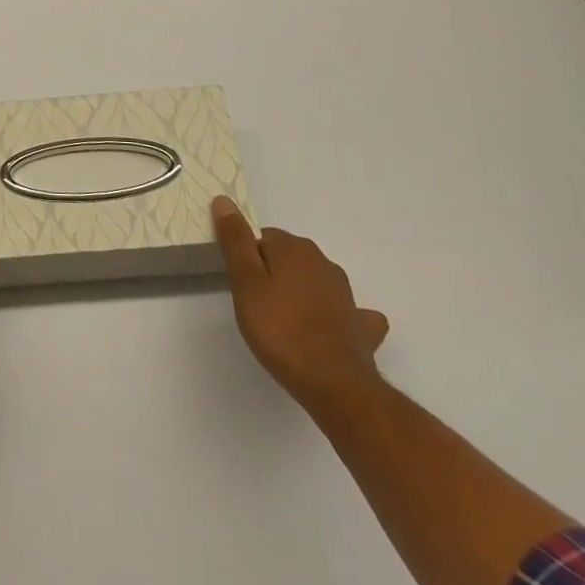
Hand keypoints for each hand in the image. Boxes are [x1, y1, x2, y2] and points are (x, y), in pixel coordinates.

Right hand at [212, 196, 389, 410]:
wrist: (335, 384)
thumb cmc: (281, 330)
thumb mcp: (246, 283)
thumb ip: (235, 241)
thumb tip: (224, 200)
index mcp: (293, 248)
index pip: (263, 238)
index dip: (249, 259)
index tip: (242, 285)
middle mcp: (323, 262)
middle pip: (289, 257)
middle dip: (274, 273)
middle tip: (258, 305)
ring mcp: (346, 294)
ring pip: (316, 281)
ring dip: (302, 292)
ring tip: (287, 321)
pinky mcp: (360, 325)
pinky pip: (346, 311)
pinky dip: (337, 315)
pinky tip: (330, 330)